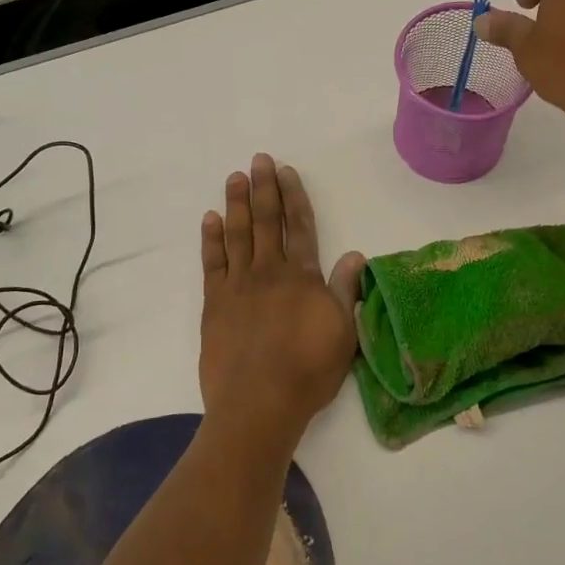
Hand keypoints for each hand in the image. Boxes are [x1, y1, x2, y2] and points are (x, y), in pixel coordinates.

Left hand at [199, 154, 365, 459]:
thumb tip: (354, 254)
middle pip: (267, 221)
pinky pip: (212, 263)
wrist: (258, 404)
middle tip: (258, 160)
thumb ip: (345, 290)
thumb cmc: (308, 371)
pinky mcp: (214, 303)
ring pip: (238, 234)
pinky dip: (211, 239)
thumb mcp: (343, 332)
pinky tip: (210, 219)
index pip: (299, 226)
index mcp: (302, 277)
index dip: (294, 196)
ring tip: (235, 178)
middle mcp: (269, 272)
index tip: (286, 171)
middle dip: (264, 189)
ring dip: (237, 204)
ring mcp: (238, 285)